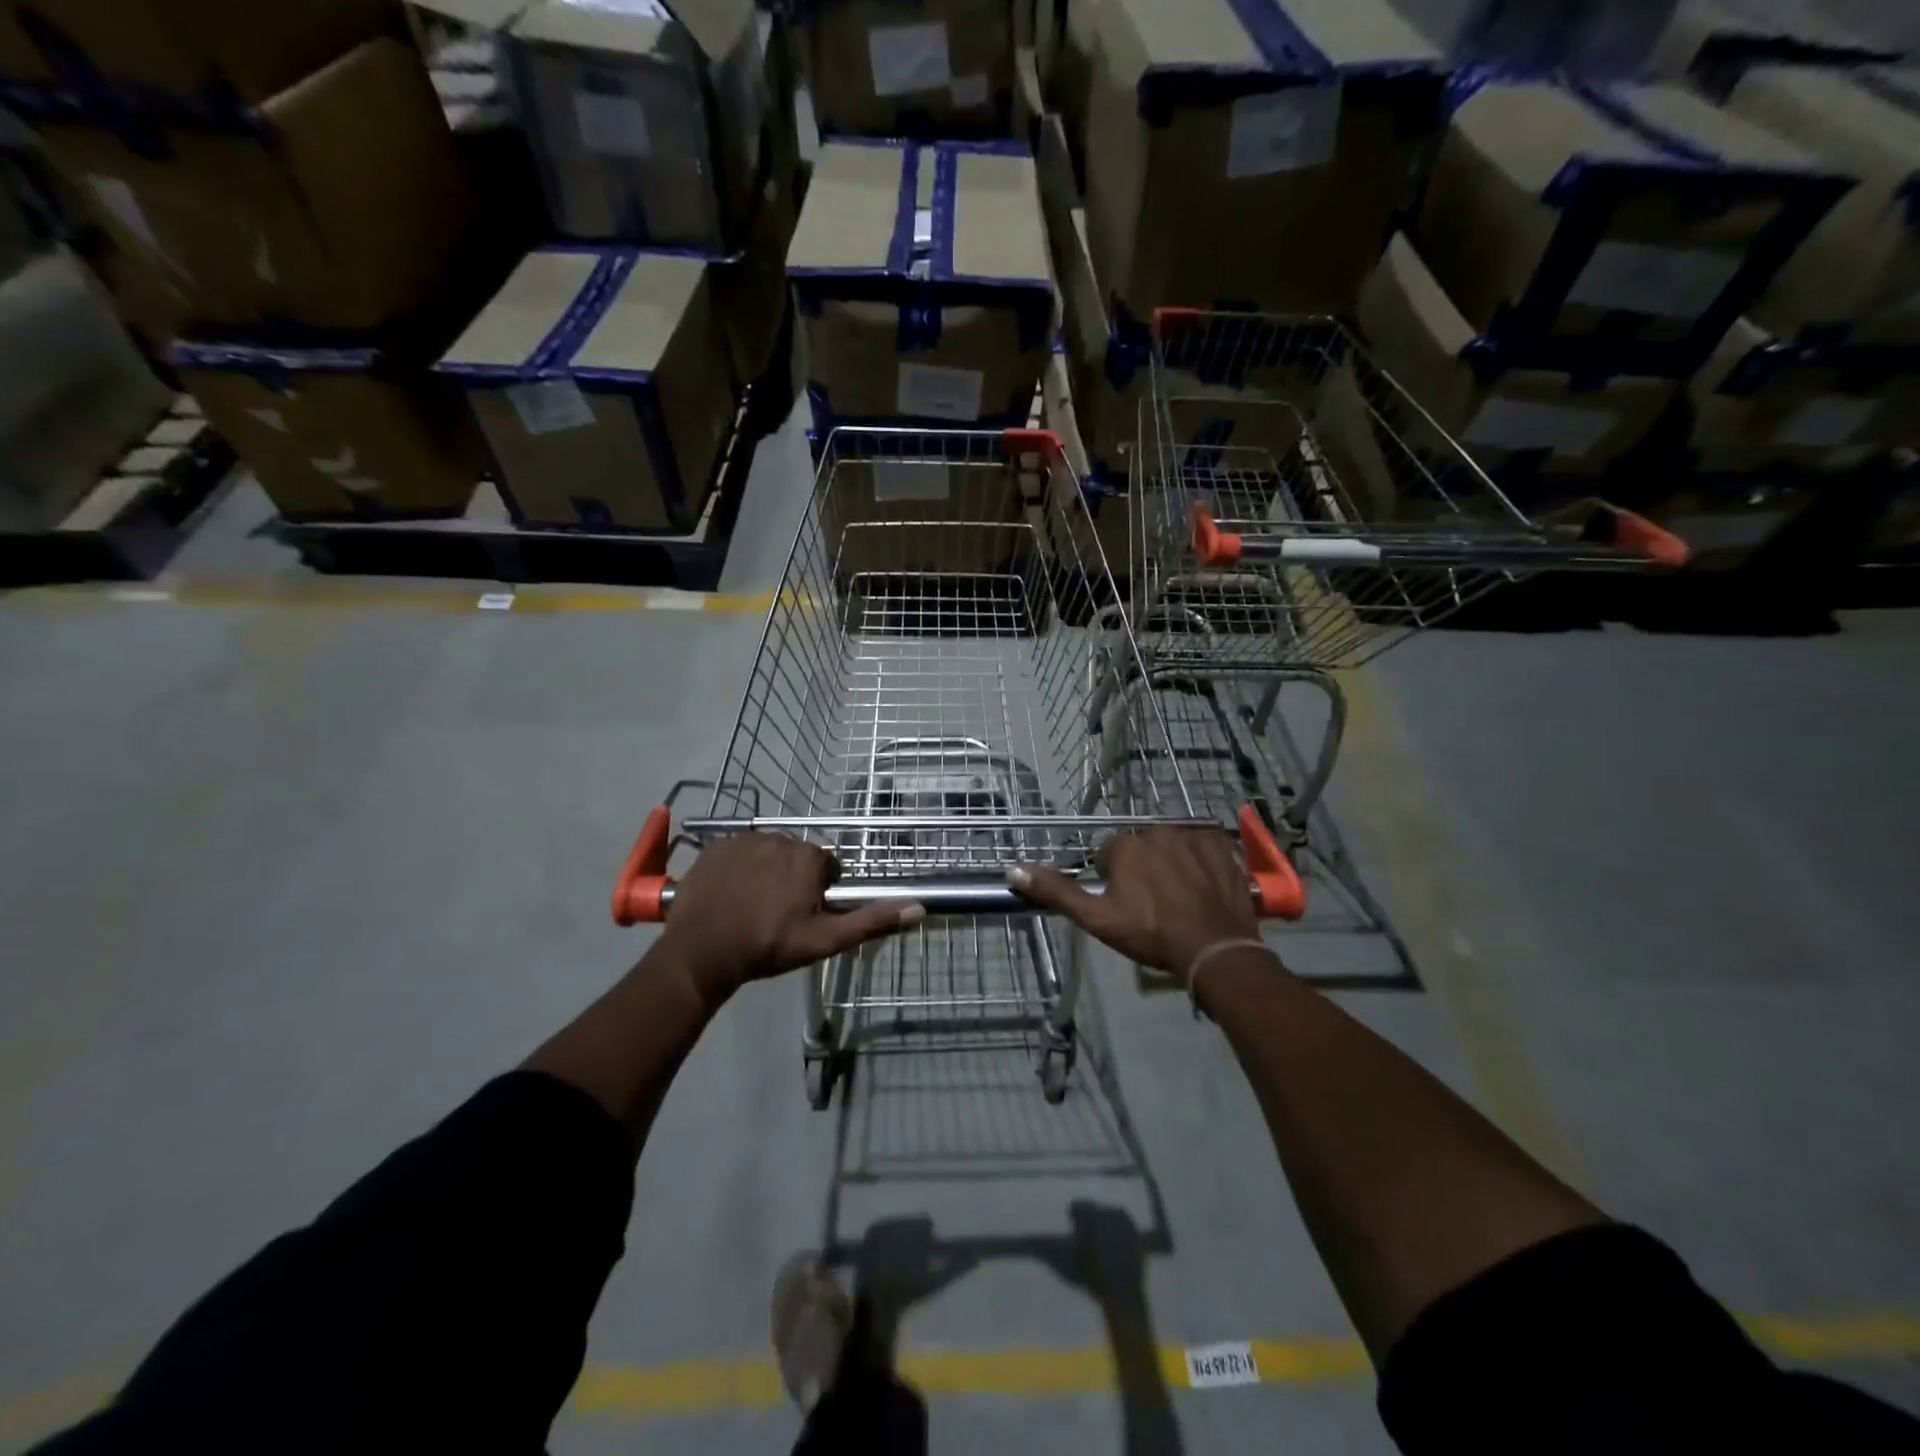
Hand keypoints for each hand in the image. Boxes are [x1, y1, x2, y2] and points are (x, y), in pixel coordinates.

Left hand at [660, 833, 922, 999]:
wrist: (701, 951)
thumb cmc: (767, 946)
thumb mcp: (824, 940)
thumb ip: (870, 921)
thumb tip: (918, 908)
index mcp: (808, 857)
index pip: (826, 867)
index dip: (819, 892)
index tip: (804, 916)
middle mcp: (780, 837)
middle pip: (798, 857)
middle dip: (794, 879)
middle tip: (778, 914)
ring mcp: (744, 839)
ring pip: (768, 853)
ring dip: (767, 872)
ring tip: (752, 905)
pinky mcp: (716, 845)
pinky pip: (738, 851)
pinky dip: (739, 867)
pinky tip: (730, 894)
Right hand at [1009, 827, 1257, 975]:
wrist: (1214, 949)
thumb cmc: (1150, 933)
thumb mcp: (1097, 918)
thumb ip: (1056, 891)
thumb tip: (1014, 870)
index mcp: (1124, 845)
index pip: (1109, 855)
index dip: (1114, 882)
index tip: (1127, 906)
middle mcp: (1156, 829)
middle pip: (1141, 847)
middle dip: (1143, 869)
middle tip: (1154, 905)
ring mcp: (1192, 834)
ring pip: (1172, 845)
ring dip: (1172, 863)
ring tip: (1181, 898)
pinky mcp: (1221, 843)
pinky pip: (1204, 845)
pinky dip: (1202, 861)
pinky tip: (1204, 887)